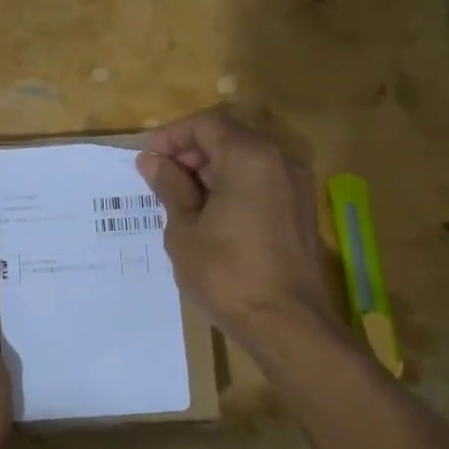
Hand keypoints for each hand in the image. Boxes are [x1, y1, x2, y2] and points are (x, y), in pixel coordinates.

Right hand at [135, 107, 334, 343]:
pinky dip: (234, 186)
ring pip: (247, 159)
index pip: (207, 124)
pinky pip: (262, 181)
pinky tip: (211, 216)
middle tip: (161, 180)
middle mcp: (279, 160)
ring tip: (181, 201)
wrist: (287, 323)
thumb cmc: (226, 274)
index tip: (148, 159)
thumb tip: (151, 161)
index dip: (173, 136)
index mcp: (250, 157)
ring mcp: (296, 185)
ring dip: (212, 170)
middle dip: (192, 151)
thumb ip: (170, 187)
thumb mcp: (184, 230)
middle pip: (230, 137)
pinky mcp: (301, 209)